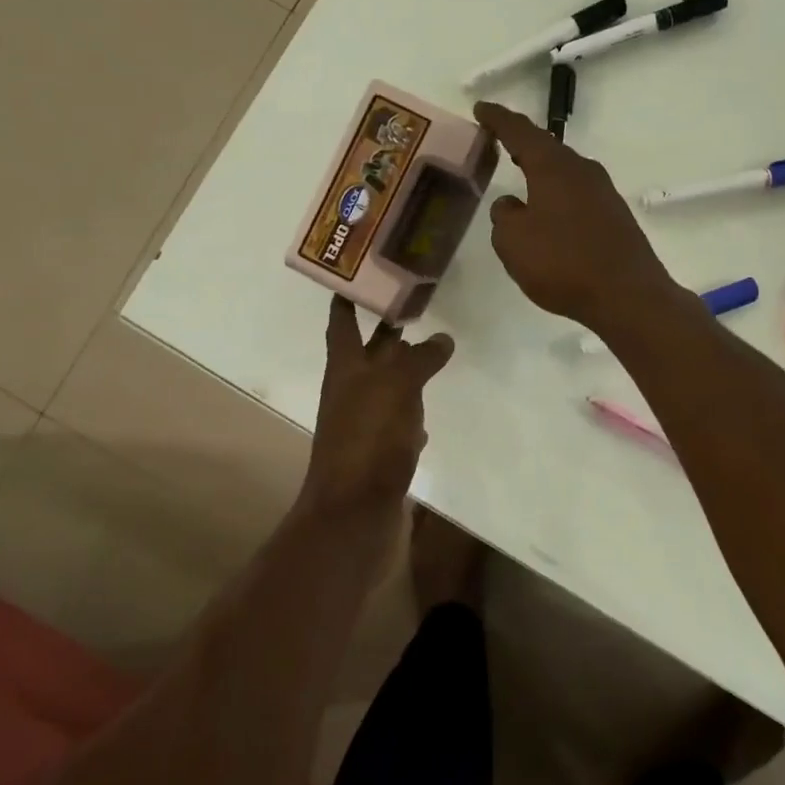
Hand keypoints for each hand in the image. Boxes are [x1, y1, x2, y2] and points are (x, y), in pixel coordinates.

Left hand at [298, 295, 454, 517]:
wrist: (354, 512)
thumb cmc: (368, 438)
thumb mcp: (397, 387)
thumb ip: (419, 359)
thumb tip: (441, 338)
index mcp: (344, 369)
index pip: (342, 322)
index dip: (347, 297)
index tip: (360, 272)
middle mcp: (349, 392)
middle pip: (368, 353)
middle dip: (387, 330)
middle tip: (415, 304)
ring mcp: (363, 424)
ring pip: (385, 387)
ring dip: (403, 370)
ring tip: (431, 352)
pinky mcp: (379, 453)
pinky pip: (395, 424)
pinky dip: (410, 414)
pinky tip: (427, 415)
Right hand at [473, 101, 677, 330]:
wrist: (627, 295)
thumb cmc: (562, 264)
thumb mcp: (513, 242)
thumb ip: (504, 216)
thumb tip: (512, 204)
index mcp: (553, 168)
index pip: (520, 132)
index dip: (498, 120)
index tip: (481, 108)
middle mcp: (582, 171)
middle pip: (547, 149)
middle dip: (522, 143)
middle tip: (500, 139)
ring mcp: (604, 193)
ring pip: (565, 172)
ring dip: (542, 171)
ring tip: (522, 175)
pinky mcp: (615, 217)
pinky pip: (577, 195)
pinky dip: (558, 195)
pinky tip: (551, 213)